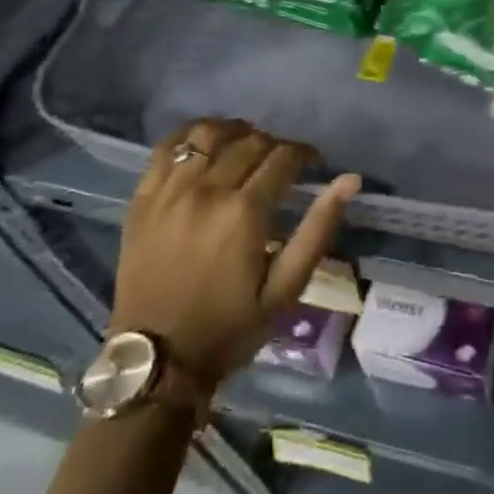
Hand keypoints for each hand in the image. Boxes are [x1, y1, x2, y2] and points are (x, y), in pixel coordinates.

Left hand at [114, 118, 359, 383]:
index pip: (283, 157)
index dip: (304, 153)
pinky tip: (203, 144)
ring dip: (233, 131)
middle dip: (274, 145)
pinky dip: (188, 137)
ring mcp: (170, 192)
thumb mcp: (287, 288)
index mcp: (245, 212)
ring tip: (244, 143)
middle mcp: (207, 191)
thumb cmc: (230, 328)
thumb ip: (318, 229)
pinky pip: (164, 149)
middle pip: (249, 142)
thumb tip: (350, 179)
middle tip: (282, 162)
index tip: (313, 162)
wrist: (157, 361)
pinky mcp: (142, 200)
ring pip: (207, 135)